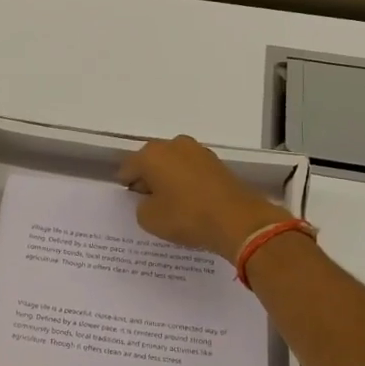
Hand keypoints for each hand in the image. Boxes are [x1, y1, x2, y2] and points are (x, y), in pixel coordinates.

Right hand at [118, 135, 291, 258]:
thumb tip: (149, 199)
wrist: (237, 220)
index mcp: (151, 155)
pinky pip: (192, 170)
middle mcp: (173, 145)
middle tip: (150, 202)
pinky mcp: (216, 162)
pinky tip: (191, 201)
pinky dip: (188, 182)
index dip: (127, 185)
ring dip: (169, 178)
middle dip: (148, 178)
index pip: (128, 168)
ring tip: (173, 203)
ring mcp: (198, 151)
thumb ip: (141, 206)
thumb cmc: (186, 217)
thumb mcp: (149, 219)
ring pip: (173, 163)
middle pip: (151, 161)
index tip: (131, 201)